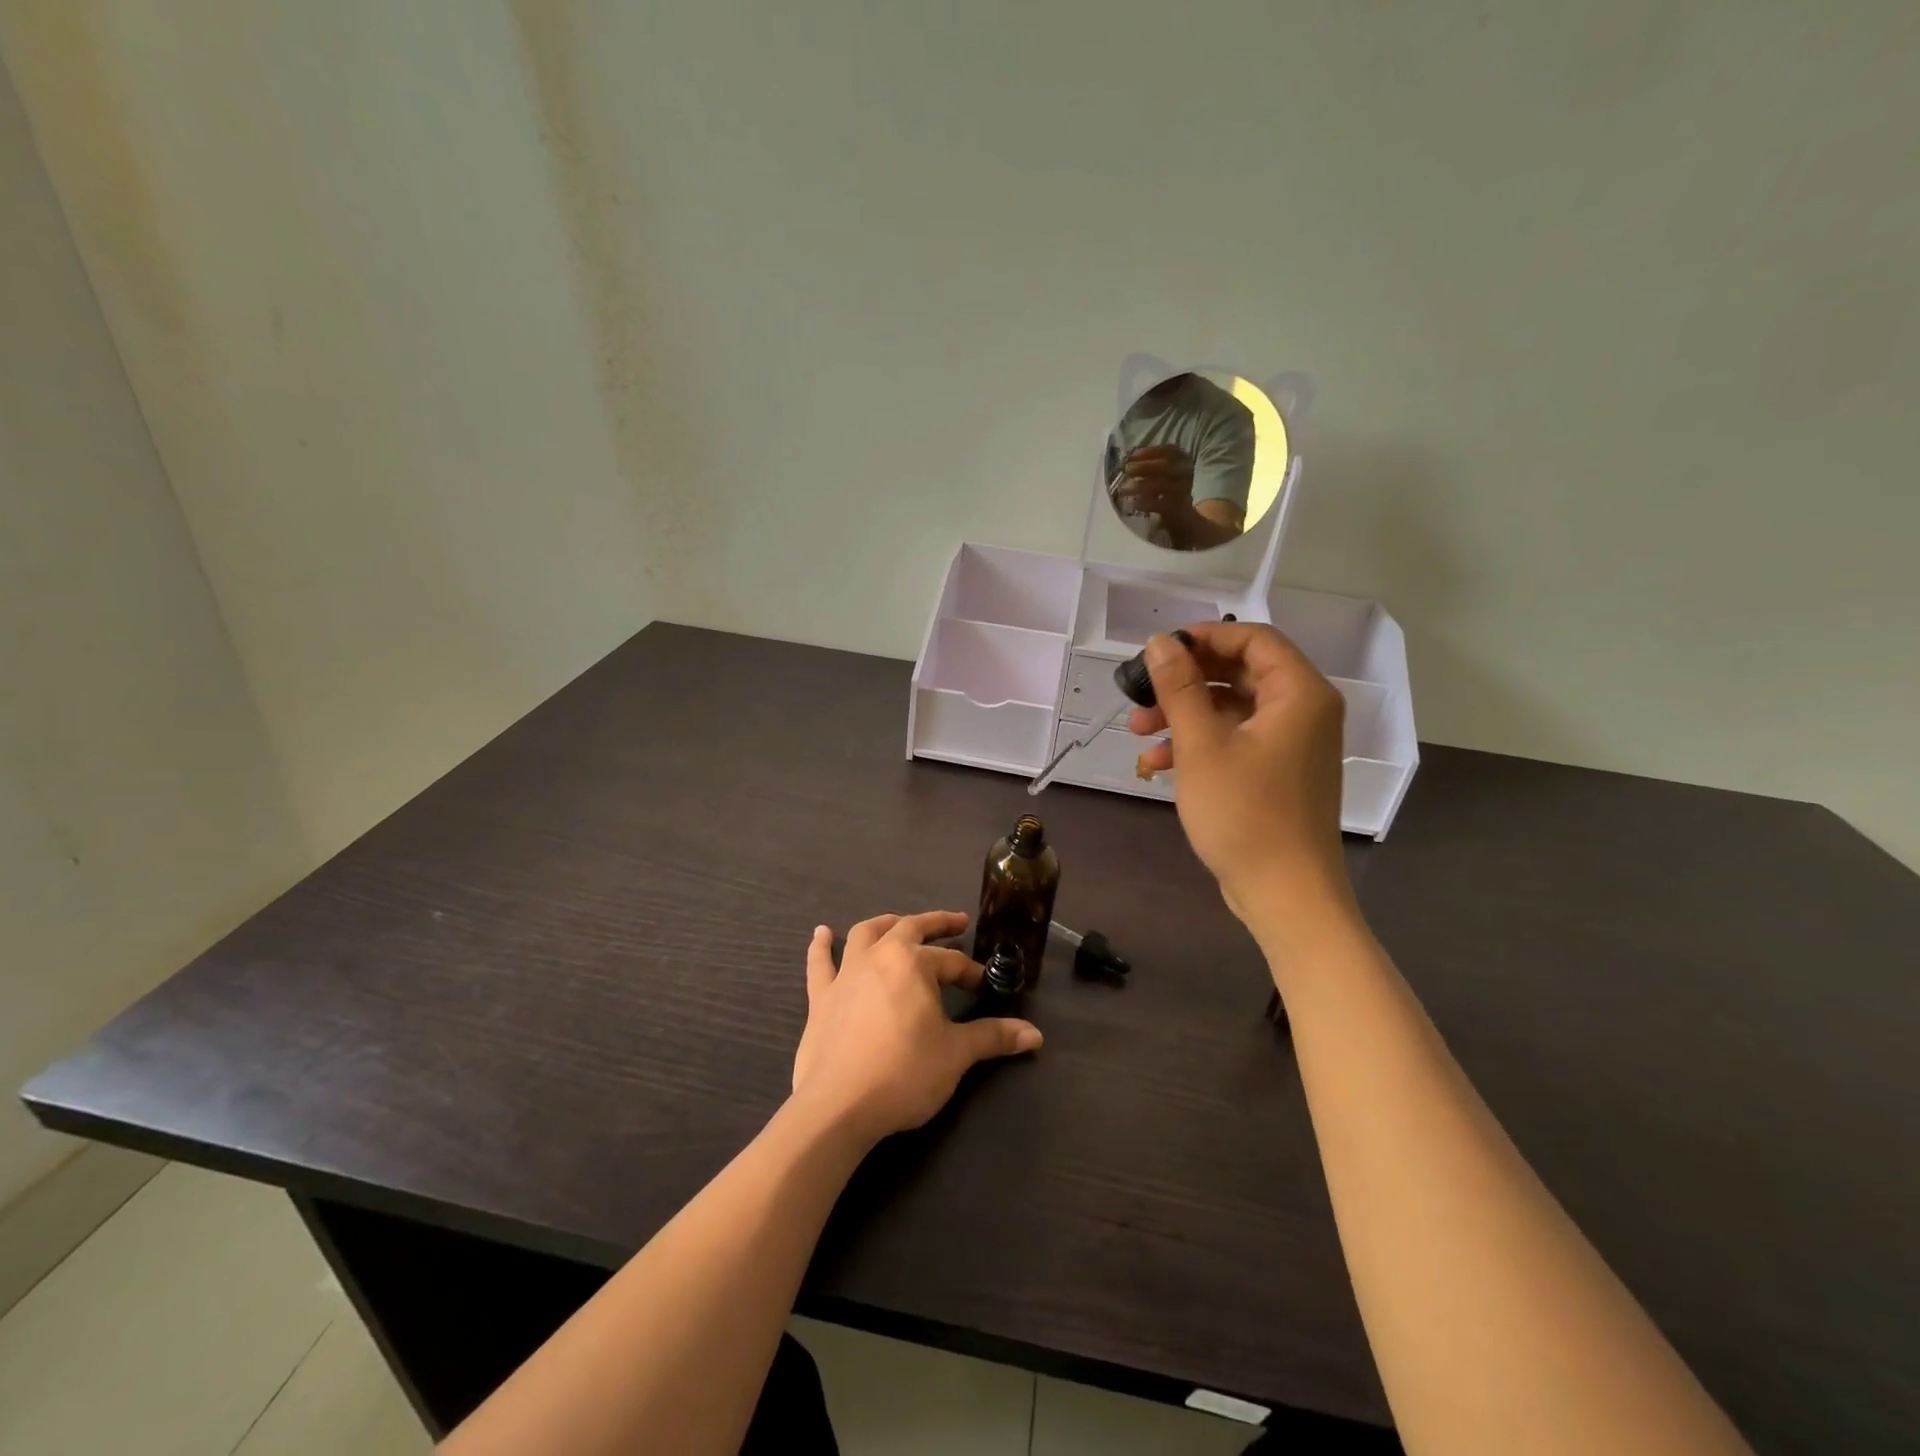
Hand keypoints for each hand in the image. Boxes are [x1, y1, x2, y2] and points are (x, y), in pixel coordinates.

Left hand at [791, 911, 1041, 1142]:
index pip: (951, 961)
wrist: (838, 1106)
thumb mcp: (956, 1054)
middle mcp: (878, 956)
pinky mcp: (820, 998)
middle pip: (909, 928)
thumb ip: (993, 1037)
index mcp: (912, 963)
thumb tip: (1035, 1035)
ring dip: (885, 923)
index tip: (983, 986)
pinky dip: (821, 946)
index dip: (971, 972)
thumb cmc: (903, 1073)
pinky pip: (819, 964)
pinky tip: (822, 933)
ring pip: (865, 934)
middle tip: (956, 923)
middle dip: (935, 924)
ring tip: (899, 922)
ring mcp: (845, 974)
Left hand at [1109, 445, 1195, 517]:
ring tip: (1123, 489)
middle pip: (1167, 466)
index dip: (1150, 452)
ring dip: (1141, 485)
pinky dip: (1147, 503)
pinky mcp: (1179, 508)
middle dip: (1144, 467)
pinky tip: (1134, 503)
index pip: (1169, 450)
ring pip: (1163, 484)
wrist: (1181, 515)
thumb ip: (1146, 466)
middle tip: (1127, 470)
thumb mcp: (1158, 474)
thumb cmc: (1165, 489)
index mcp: (1182, 459)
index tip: (1131, 456)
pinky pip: (1162, 504)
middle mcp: (1186, 472)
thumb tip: (1125, 462)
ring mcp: (1184, 490)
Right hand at [1128, 624, 1353, 935]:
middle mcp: (1304, 711)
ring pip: (1232, 709)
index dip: (1204, 637)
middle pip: (1240, 673)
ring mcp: (1293, 744)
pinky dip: (1199, 744)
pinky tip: (1157, 764)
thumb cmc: (1244, 813)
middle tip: (1141, 693)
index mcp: (1299, 693)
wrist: (1284, 893)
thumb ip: (1179, 687)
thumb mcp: (1201, 744)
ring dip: (1184, 715)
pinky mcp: (1278, 772)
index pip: (1253, 639)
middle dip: (1185, 682)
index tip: (1158, 651)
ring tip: (1138, 731)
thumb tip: (1160, 642)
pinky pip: (1237, 740)